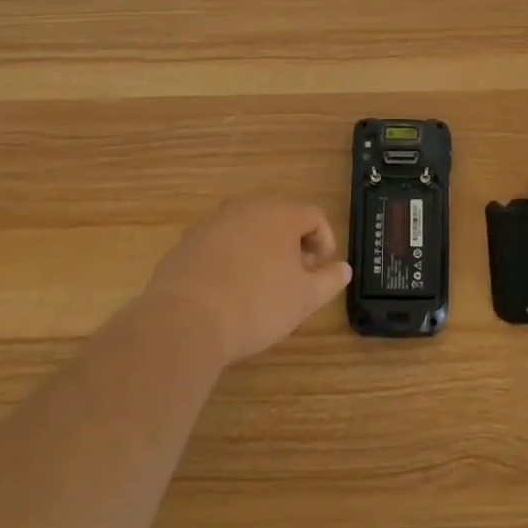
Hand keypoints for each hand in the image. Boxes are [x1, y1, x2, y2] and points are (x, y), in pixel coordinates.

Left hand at [142, 199, 352, 365]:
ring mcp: (214, 221)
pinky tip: (229, 290)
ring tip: (262, 286)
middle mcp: (248, 207)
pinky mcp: (188, 240)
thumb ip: (329, 280)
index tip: (320, 273)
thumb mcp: (304, 299)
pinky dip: (232, 259)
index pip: (315, 216)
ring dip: (262, 250)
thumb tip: (343, 269)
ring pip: (249, 229)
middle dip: (294, 245)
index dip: (325, 243)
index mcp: (281, 213)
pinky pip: (221, 243)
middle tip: (295, 279)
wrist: (184, 321)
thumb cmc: (256, 305)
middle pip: (281, 218)